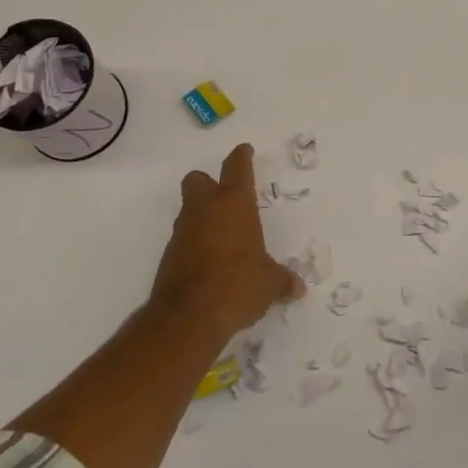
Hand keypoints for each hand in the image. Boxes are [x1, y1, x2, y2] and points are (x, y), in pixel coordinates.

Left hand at [150, 143, 302, 342]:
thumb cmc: (238, 284)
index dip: (242, 156)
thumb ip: (282, 280)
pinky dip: (196, 244)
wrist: (188, 317)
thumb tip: (298, 288)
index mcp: (234, 204)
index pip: (236, 167)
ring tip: (224, 237)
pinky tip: (211, 264)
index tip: (244, 150)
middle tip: (226, 196)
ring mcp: (183, 232)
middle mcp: (205, 210)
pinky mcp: (169, 256)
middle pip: (198, 180)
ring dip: (203, 216)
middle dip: (208, 182)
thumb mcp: (269, 283)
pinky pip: (184, 239)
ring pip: (189, 210)